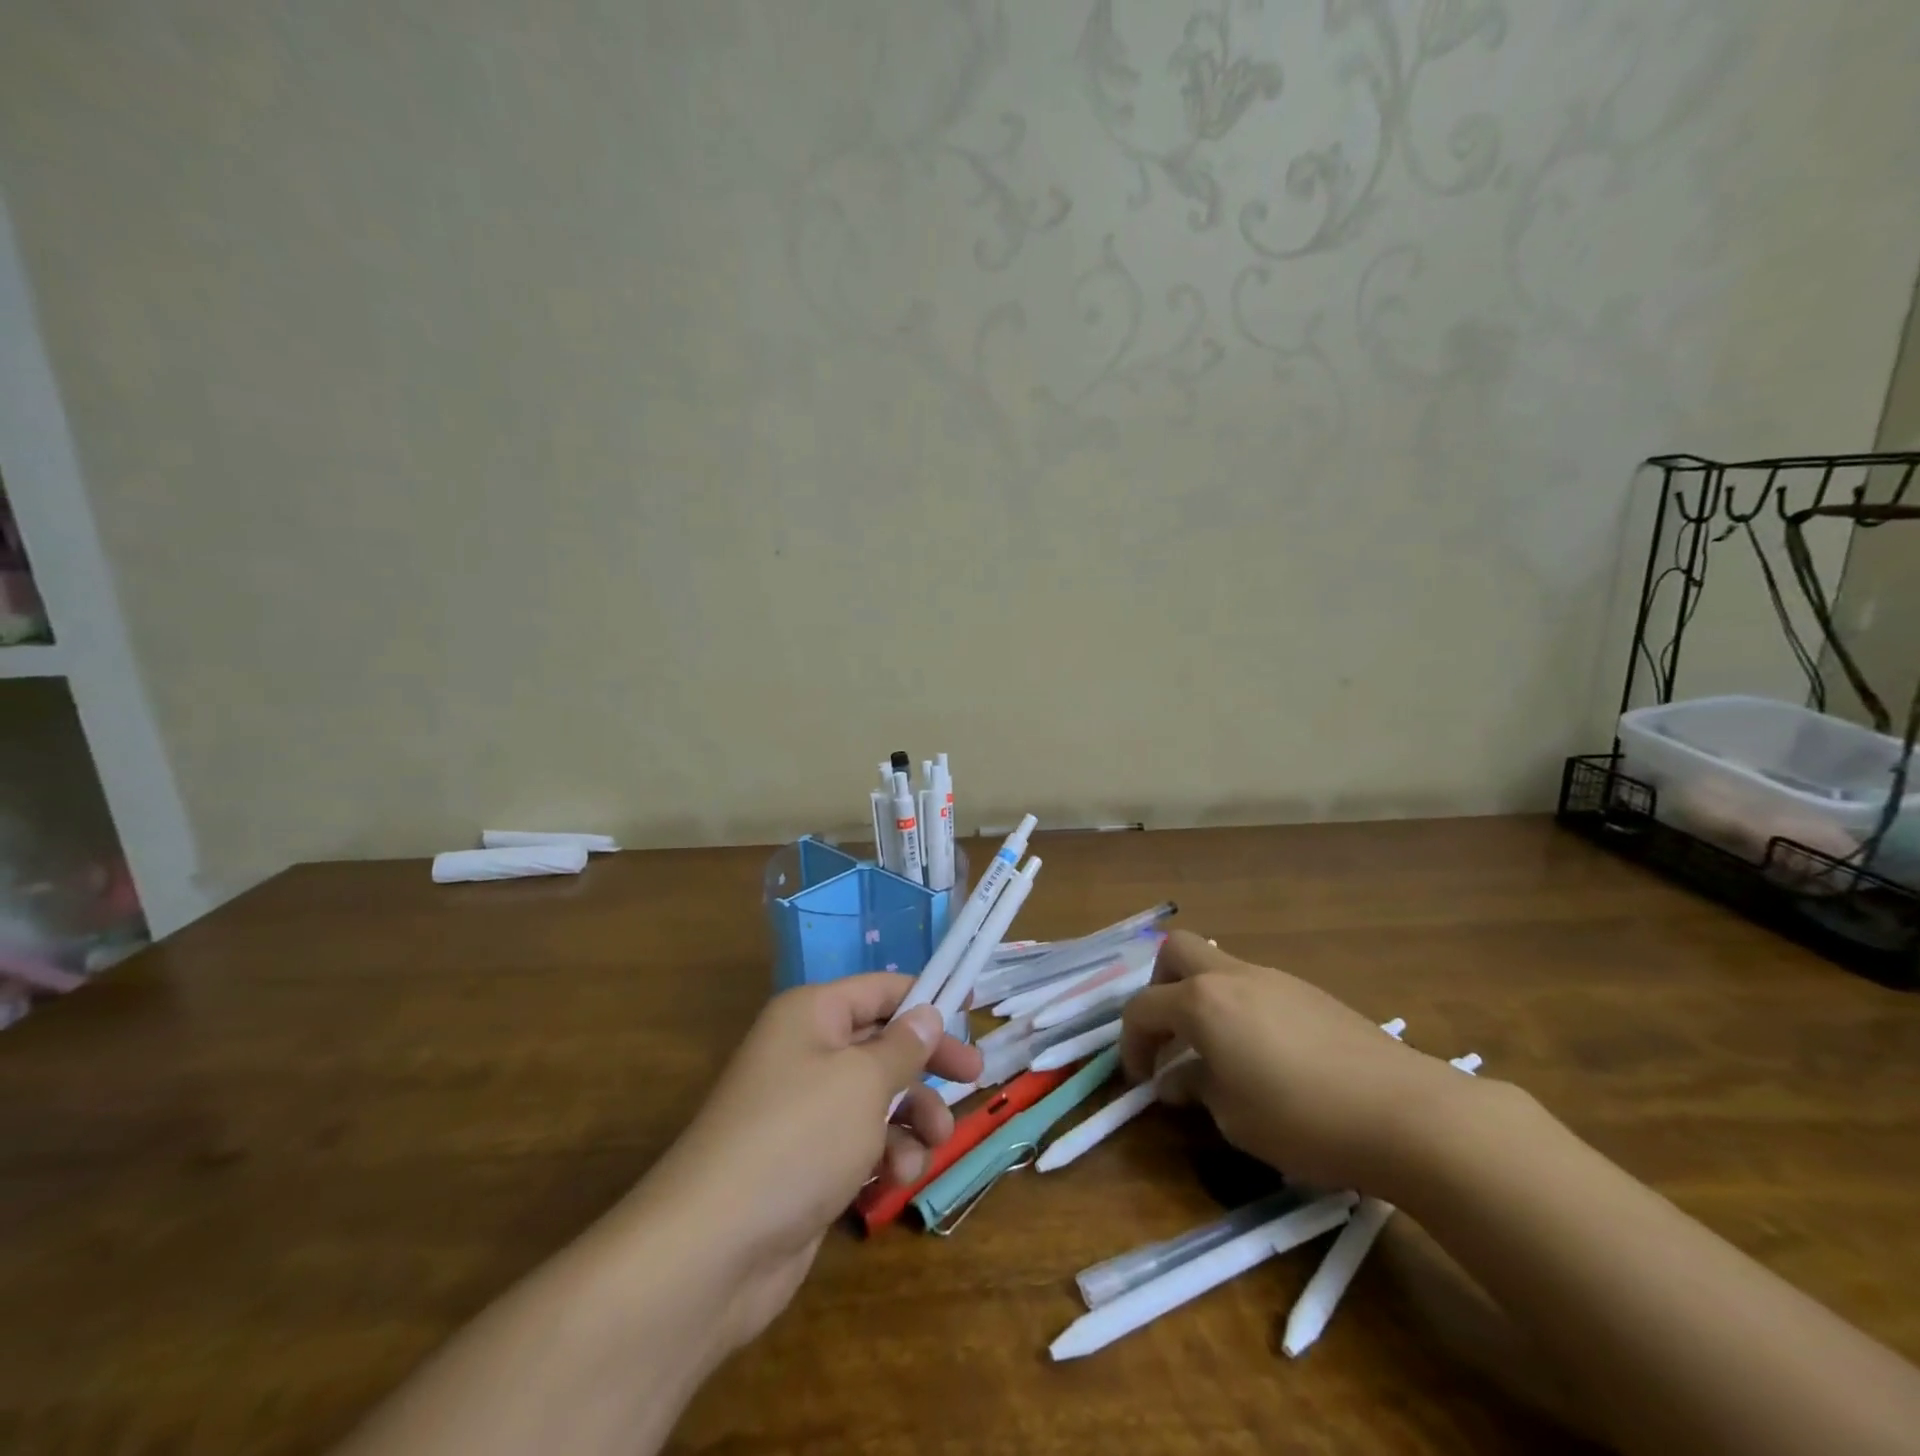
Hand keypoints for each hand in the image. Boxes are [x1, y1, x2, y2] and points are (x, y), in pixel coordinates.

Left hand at [624, 974, 982, 1347]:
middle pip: (883, 1044)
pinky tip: (895, 1181)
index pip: (879, 989)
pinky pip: (862, 1144)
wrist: (714, 1249)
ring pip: (879, 1099)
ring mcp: (805, 1111)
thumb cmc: (798, 1138)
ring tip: (932, 1146)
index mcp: (812, 1015)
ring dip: (912, 1120)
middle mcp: (806, 1053)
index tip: (971, 1009)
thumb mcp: (863, 1081)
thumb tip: (926, 1014)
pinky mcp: (808, 1163)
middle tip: (974, 1078)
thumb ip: (903, 1046)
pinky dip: (885, 1158)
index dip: (925, 997)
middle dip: (927, 1066)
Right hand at [1120, 931, 1474, 1197]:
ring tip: (1219, 1054)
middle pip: (1176, 951)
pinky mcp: (1310, 993)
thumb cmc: (1303, 1118)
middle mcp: (1233, 976)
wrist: (1406, 1113)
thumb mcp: (1233, 1117)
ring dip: (1204, 999)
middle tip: (1169, 1035)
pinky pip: (1256, 987)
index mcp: (1203, 1001)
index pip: (1143, 1007)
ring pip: (1219, 967)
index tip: (1141, 1079)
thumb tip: (1176, 1079)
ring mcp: (1275, 979)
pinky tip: (1266, 1056)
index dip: (1131, 1043)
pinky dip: (1241, 1009)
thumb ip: (1196, 1088)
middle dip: (1159, 987)